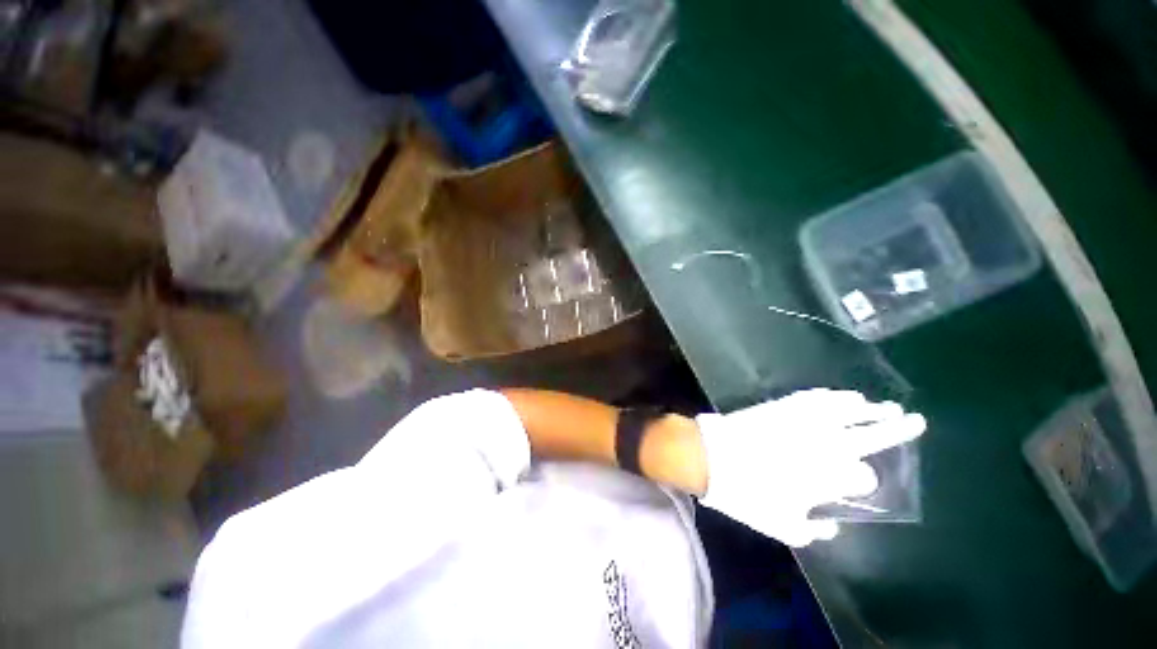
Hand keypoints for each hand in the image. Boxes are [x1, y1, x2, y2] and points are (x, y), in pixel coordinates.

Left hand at [696, 389, 925, 546]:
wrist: (710, 457)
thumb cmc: (745, 494)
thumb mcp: (781, 526)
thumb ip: (814, 530)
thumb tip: (833, 525)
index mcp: (828, 478)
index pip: (863, 476)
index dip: (863, 479)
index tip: (860, 481)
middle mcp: (823, 446)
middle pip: (869, 435)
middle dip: (895, 428)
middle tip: (913, 419)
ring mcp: (802, 422)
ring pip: (845, 410)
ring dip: (867, 408)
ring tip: (882, 406)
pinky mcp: (782, 406)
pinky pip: (814, 397)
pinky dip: (832, 396)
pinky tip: (843, 395)